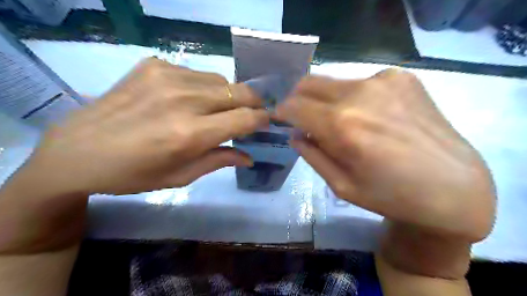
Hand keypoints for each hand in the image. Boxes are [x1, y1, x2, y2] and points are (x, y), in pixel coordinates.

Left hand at [0, 57, 267, 251]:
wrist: (78, 151)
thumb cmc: (134, 174)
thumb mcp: (181, 176)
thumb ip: (220, 160)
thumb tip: (249, 156)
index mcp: (190, 133)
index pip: (245, 118)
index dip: (261, 120)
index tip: (265, 123)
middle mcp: (183, 99)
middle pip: (239, 92)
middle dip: (253, 103)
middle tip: (252, 114)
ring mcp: (167, 76)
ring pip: (220, 80)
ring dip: (227, 96)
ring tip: (218, 109)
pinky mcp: (153, 65)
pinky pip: (195, 73)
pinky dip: (202, 87)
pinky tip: (187, 99)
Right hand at [278, 69, 496, 283]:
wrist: (453, 187)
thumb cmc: (391, 195)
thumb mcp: (341, 185)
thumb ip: (312, 154)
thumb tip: (294, 133)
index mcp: (342, 125)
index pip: (294, 106)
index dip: (282, 110)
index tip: (279, 117)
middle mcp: (360, 94)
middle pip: (309, 83)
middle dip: (297, 98)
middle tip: (300, 116)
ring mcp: (384, 80)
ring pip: (334, 81)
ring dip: (325, 99)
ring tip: (337, 120)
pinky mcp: (403, 78)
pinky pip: (361, 82)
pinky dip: (353, 97)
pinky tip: (368, 116)